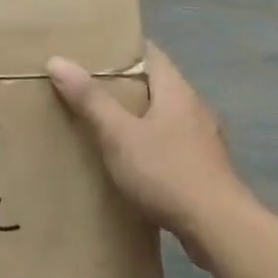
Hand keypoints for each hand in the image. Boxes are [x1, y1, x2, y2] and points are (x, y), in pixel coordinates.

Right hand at [48, 43, 252, 247]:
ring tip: (103, 123)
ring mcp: (203, 139)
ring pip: (163, 115)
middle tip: (86, 86)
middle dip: (123, 84)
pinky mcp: (204, 167)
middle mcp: (194, 108)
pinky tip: (131, 160)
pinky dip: (149, 143)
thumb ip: (90, 99)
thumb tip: (58, 60)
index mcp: (176, 91)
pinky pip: (170, 142)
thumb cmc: (167, 172)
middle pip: (155, 83)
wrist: (220, 229)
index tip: (91, 50)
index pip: (149, 53)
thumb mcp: (119, 135)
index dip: (121, 48)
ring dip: (137, 116)